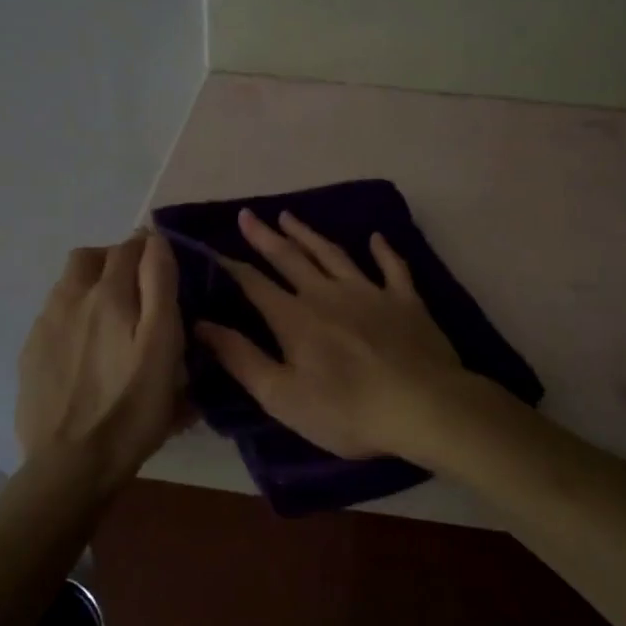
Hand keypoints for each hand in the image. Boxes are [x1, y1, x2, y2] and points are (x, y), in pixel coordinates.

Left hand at [16, 231, 187, 496]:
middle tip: (137, 290)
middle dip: (115, 260)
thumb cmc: (132, 408)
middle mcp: (71, 298)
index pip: (130, 247)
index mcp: (109, 295)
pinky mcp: (31, 353)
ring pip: (68, 284)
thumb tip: (155, 241)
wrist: (71, 464)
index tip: (164, 265)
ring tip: (111, 321)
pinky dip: (73, 316)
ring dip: (91, 286)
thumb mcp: (162, 346)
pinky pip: (53, 315)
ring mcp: (45, 326)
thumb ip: (160, 286)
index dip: (150, 248)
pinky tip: (86, 351)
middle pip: (90, 256)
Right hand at [194, 209, 463, 459]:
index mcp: (295, 318)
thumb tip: (201, 325)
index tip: (212, 249)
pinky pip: (393, 267)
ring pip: (333, 254)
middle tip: (248, 214)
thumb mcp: (282, 396)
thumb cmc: (346, 410)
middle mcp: (327, 294)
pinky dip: (383, 250)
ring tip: (290, 216)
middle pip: (290, 258)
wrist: (423, 406)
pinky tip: (376, 237)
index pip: (255, 284)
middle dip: (265, 237)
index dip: (231, 266)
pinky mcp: (405, 300)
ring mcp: (369, 292)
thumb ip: (241, 358)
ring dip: (309, 234)